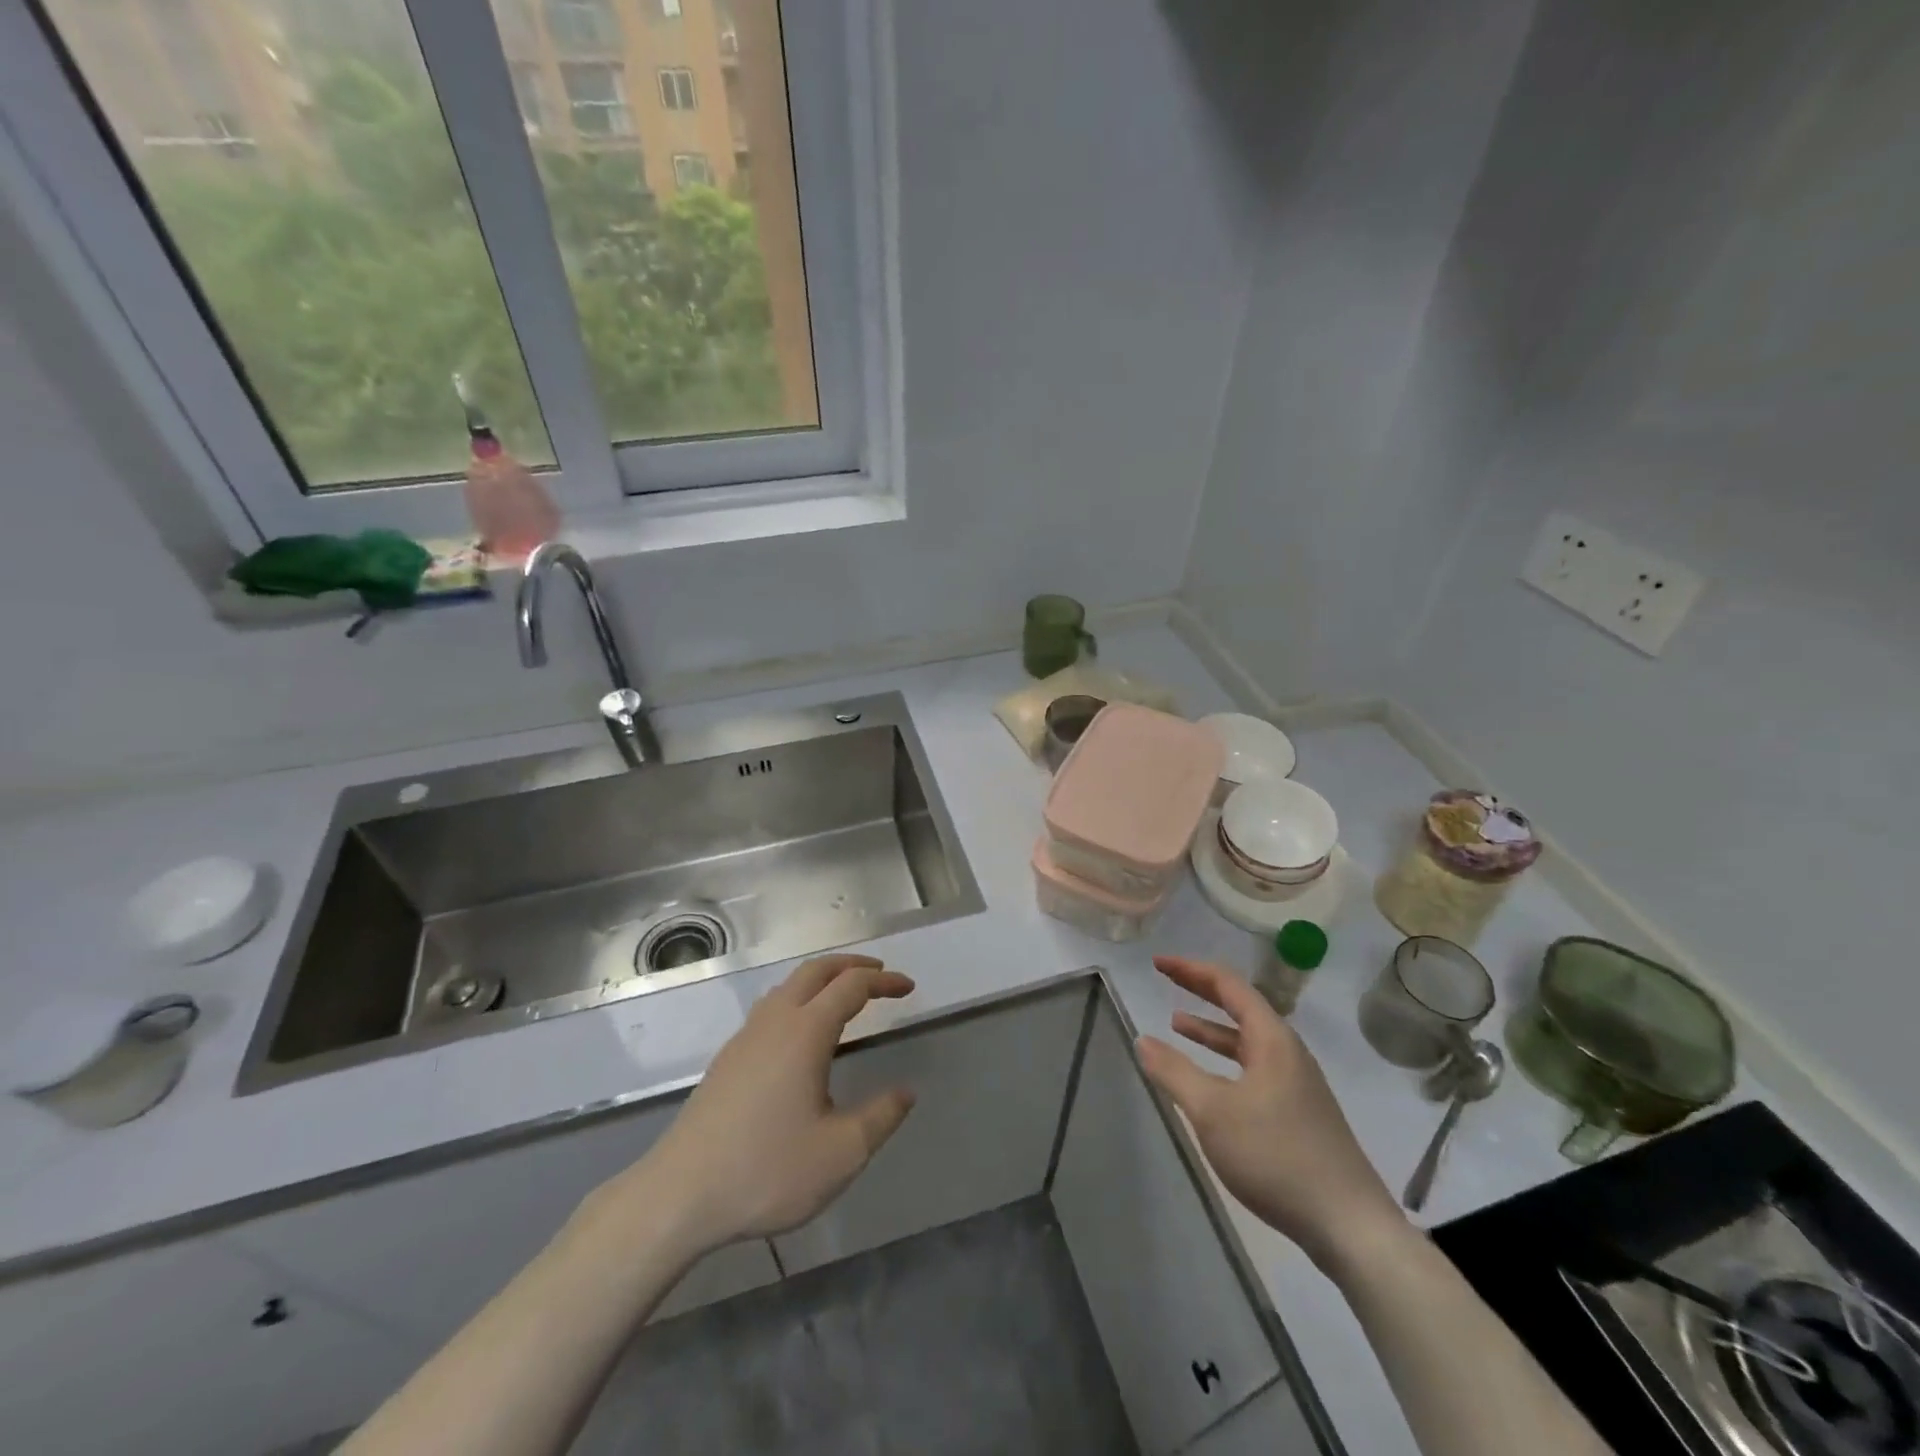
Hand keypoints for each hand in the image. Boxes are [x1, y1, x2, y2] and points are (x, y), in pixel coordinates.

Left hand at [605, 955, 916, 1259]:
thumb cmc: (766, 1171)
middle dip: (852, 965)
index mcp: (805, 1032)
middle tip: (881, 974)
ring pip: (789, 986)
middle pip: (816, 970)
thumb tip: (906, 1092)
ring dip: (823, 979)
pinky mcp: (728, 1059)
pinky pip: (772, 1007)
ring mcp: (746, 1037)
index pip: (852, 986)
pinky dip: (800, 999)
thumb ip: (881, 1117)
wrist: (679, 1196)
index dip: (884, 981)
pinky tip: (802, 1033)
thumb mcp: (841, 1153)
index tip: (909, 987)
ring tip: (846, 996)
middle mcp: (775, 1021)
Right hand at [1137, 955, 1405, 1272]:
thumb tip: (1142, 1040)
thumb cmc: (1276, 1157)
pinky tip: (1209, 1081)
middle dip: (1201, 991)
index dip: (1191, 969)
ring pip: (1247, 1041)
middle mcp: (1288, 1052)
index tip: (1158, 963)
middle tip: (1166, 978)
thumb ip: (1174, 1072)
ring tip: (1176, 1024)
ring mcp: (1297, 1084)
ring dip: (1211, 1029)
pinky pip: (1253, 1068)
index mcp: (1272, 1039)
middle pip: (1240, 1007)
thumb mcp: (1212, 1112)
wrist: (1349, 1227)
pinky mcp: (1299, 1113)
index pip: (1228, 985)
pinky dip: (1225, 1061)